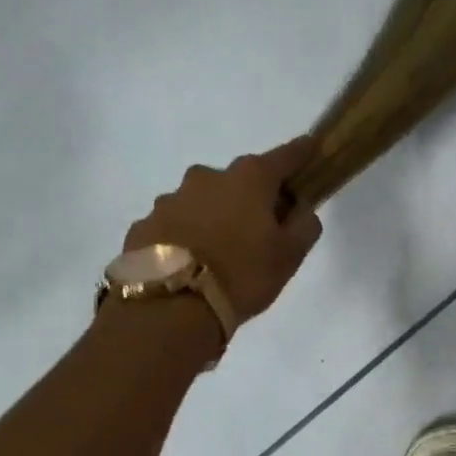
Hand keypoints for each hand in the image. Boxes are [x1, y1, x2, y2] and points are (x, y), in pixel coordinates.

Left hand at [124, 135, 321, 321]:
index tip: (312, 147)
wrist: (170, 308)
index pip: (284, 156)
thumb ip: (304, 226)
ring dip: (215, 216)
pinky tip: (192, 262)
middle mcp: (207, 178)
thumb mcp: (289, 256)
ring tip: (221, 251)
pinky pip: (175, 225)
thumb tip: (301, 209)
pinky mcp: (144, 225)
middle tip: (262, 226)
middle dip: (252, 196)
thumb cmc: (243, 275)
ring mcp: (170, 200)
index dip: (301, 153)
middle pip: (238, 180)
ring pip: (203, 201)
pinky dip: (187, 235)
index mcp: (249, 180)